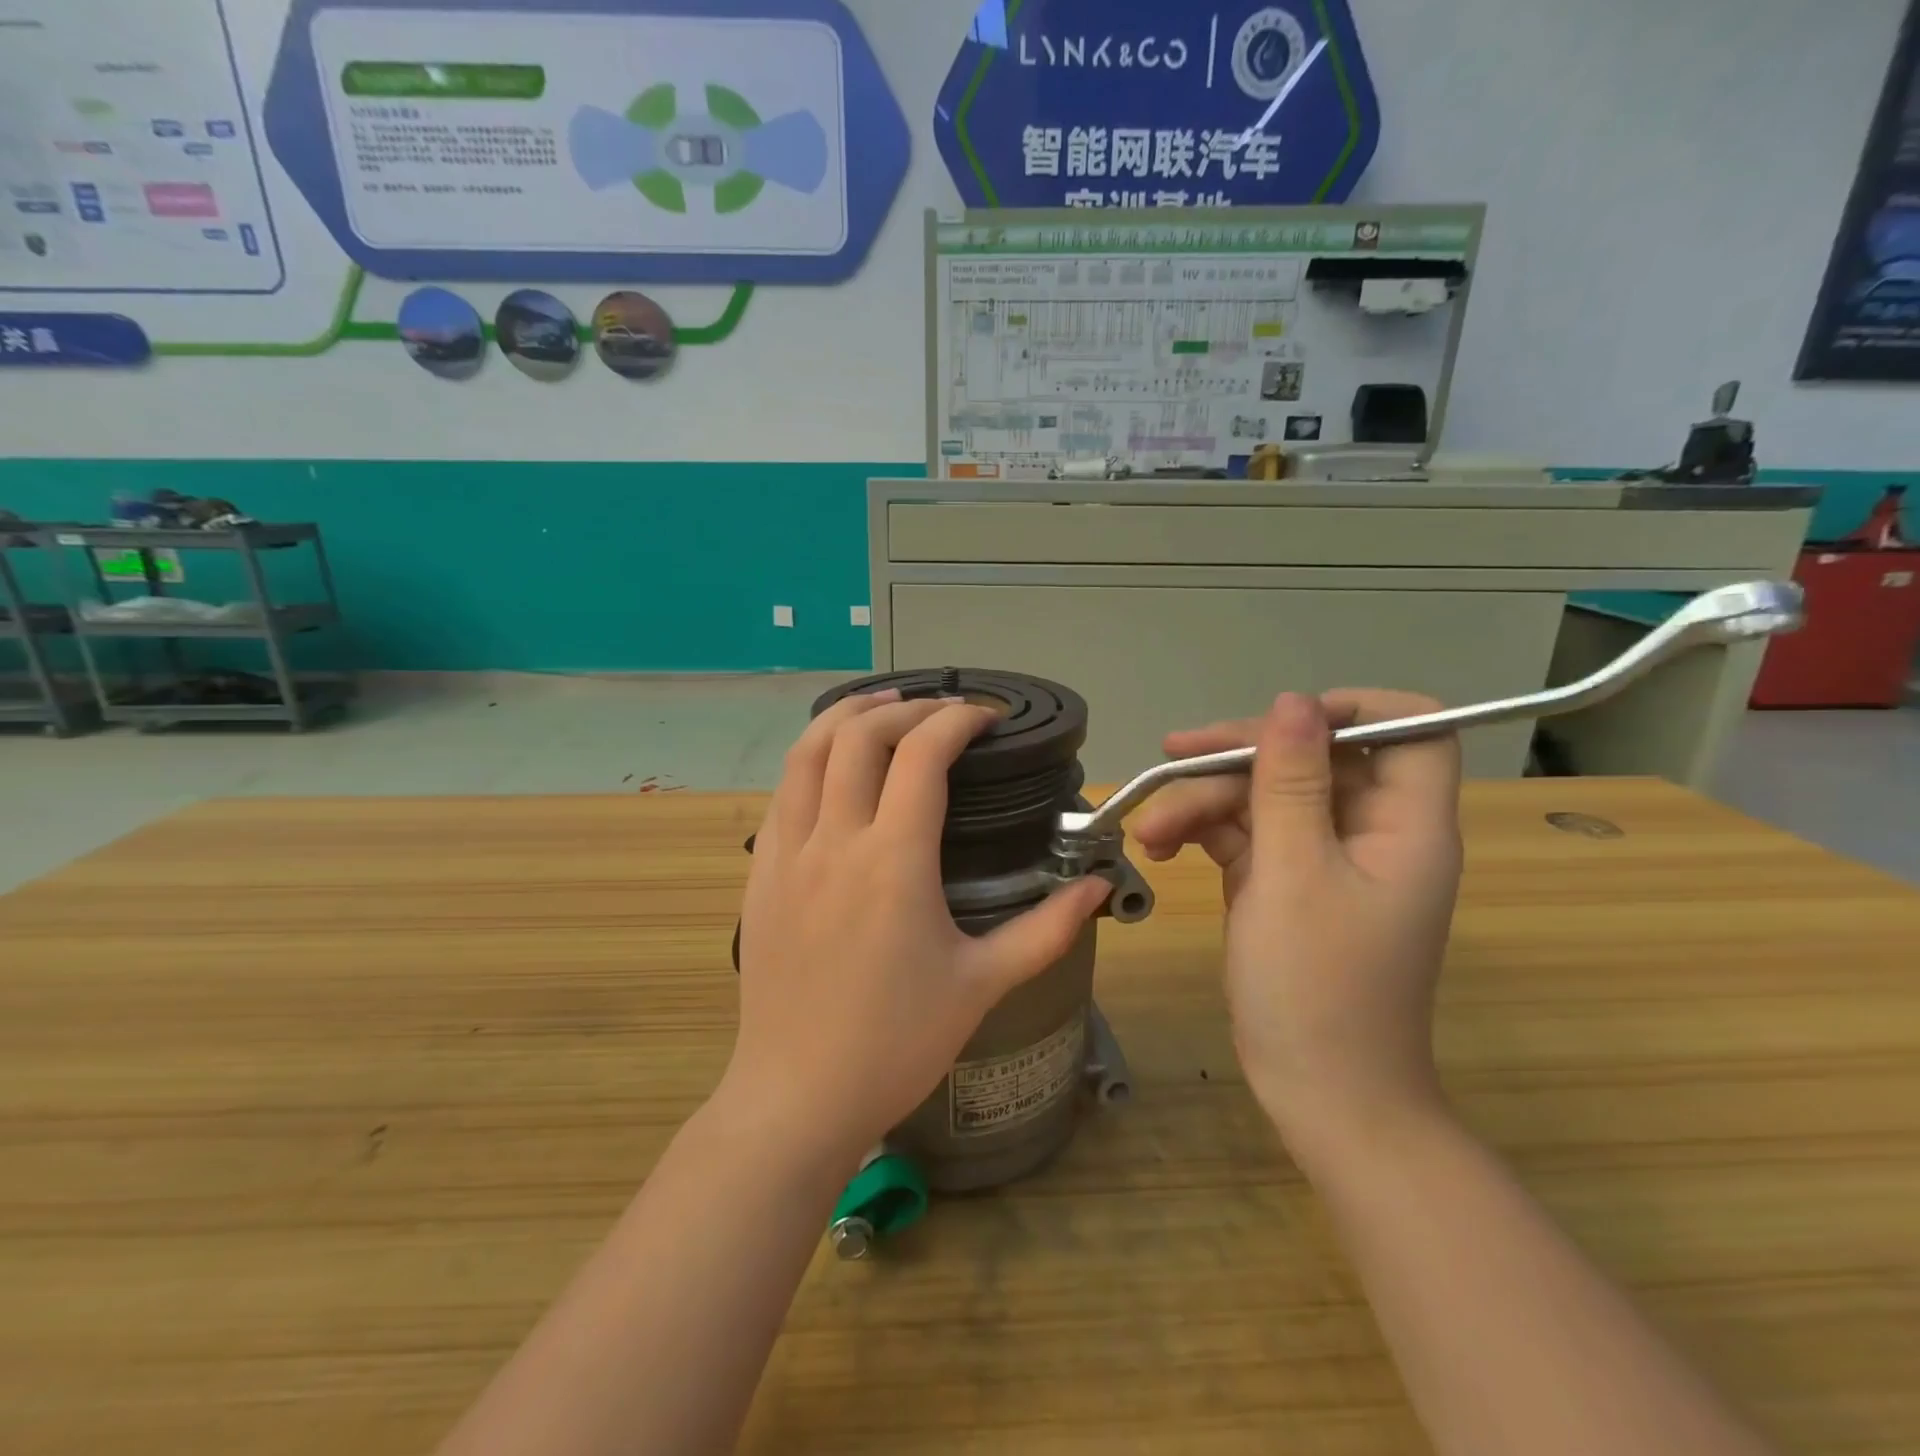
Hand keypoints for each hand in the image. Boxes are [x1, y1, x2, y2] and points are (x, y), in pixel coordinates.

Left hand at [727, 690, 1109, 1167]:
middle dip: (906, 706)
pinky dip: (813, 759)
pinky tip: (835, 770)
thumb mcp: (982, 985)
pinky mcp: (760, 873)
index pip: (922, 754)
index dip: (958, 720)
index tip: (987, 718)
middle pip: (860, 735)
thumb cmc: (896, 1043)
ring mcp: (786, 853)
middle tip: (943, 712)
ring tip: (884, 707)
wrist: (796, 1096)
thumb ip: (1047, 929)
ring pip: (807, 751)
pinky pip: (783, 792)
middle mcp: (834, 840)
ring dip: (847, 716)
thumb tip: (1099, 887)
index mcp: (893, 861)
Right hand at [1130, 691, 1463, 1168]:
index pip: (1410, 731)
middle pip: (1312, 759)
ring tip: (1149, 830)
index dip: (1351, 709)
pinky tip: (1161, 846)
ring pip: (1266, 796)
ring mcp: (1324, 859)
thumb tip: (1291, 702)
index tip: (1280, 720)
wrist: (1318, 1094)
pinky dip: (1204, 834)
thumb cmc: (1316, 987)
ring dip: (1204, 802)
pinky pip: (1246, 835)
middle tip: (1170, 759)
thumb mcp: (1294, 873)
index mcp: (1403, 824)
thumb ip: (1291, 782)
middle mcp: (1369, 832)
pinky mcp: (1285, 883)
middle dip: (1238, 758)